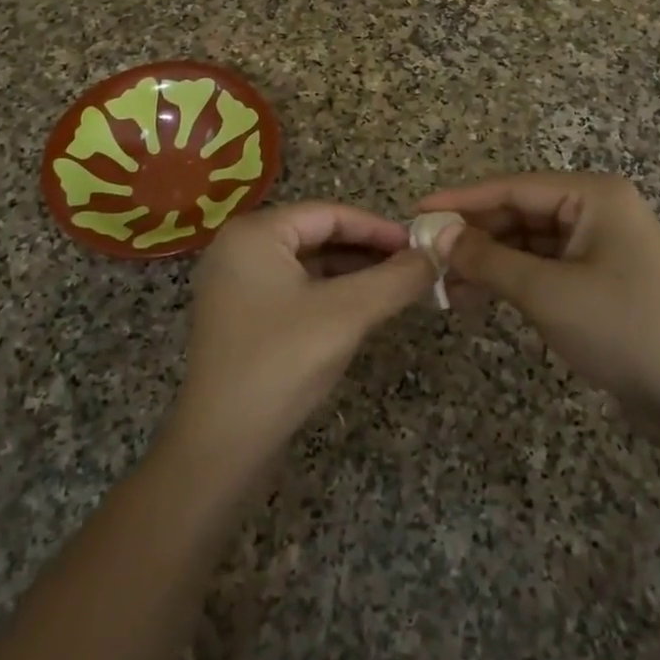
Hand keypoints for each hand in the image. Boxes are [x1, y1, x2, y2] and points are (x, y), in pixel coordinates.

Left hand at [162, 202, 436, 479]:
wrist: (222, 445)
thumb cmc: (282, 363)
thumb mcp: (348, 314)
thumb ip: (396, 279)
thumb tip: (437, 254)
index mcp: (254, 234)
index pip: (329, 214)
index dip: (378, 228)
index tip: (420, 246)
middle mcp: (239, 249)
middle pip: (317, 235)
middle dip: (367, 251)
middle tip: (413, 267)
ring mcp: (236, 285)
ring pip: (307, 264)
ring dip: (352, 273)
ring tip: (396, 287)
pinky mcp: (240, 317)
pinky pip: (294, 290)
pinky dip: (329, 294)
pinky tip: (362, 310)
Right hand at [417, 173, 659, 470]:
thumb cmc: (622, 329)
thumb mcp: (546, 291)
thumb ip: (487, 259)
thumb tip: (437, 235)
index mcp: (594, 195)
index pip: (513, 187)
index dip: (461, 200)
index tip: (416, 212)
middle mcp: (597, 210)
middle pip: (519, 213)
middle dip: (474, 237)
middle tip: (426, 258)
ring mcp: (599, 245)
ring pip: (527, 242)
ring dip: (488, 262)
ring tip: (445, 287)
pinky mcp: (597, 278)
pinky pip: (542, 267)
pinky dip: (510, 280)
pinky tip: (476, 298)